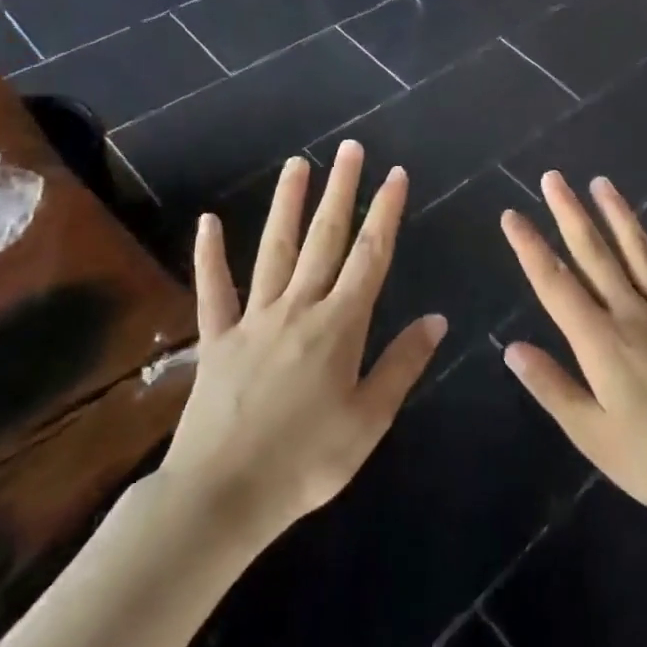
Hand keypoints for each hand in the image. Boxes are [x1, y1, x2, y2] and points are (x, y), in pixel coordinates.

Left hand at [155, 141, 446, 548]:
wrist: (221, 497)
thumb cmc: (307, 462)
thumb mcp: (370, 420)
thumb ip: (402, 364)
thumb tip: (437, 318)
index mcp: (340, 325)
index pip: (370, 256)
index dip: (385, 213)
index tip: (396, 175)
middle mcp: (298, 308)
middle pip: (325, 239)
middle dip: (341, 191)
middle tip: (350, 149)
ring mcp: (253, 319)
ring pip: (274, 250)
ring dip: (288, 204)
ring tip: (298, 164)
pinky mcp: (217, 339)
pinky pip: (213, 290)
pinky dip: (210, 255)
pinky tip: (209, 222)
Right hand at [500, 172, 646, 523]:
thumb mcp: (592, 434)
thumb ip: (553, 387)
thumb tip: (513, 348)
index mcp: (600, 342)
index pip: (555, 285)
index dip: (530, 248)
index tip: (512, 215)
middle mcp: (632, 315)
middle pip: (595, 255)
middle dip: (570, 214)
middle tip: (553, 177)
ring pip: (640, 254)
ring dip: (619, 216)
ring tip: (602, 183)